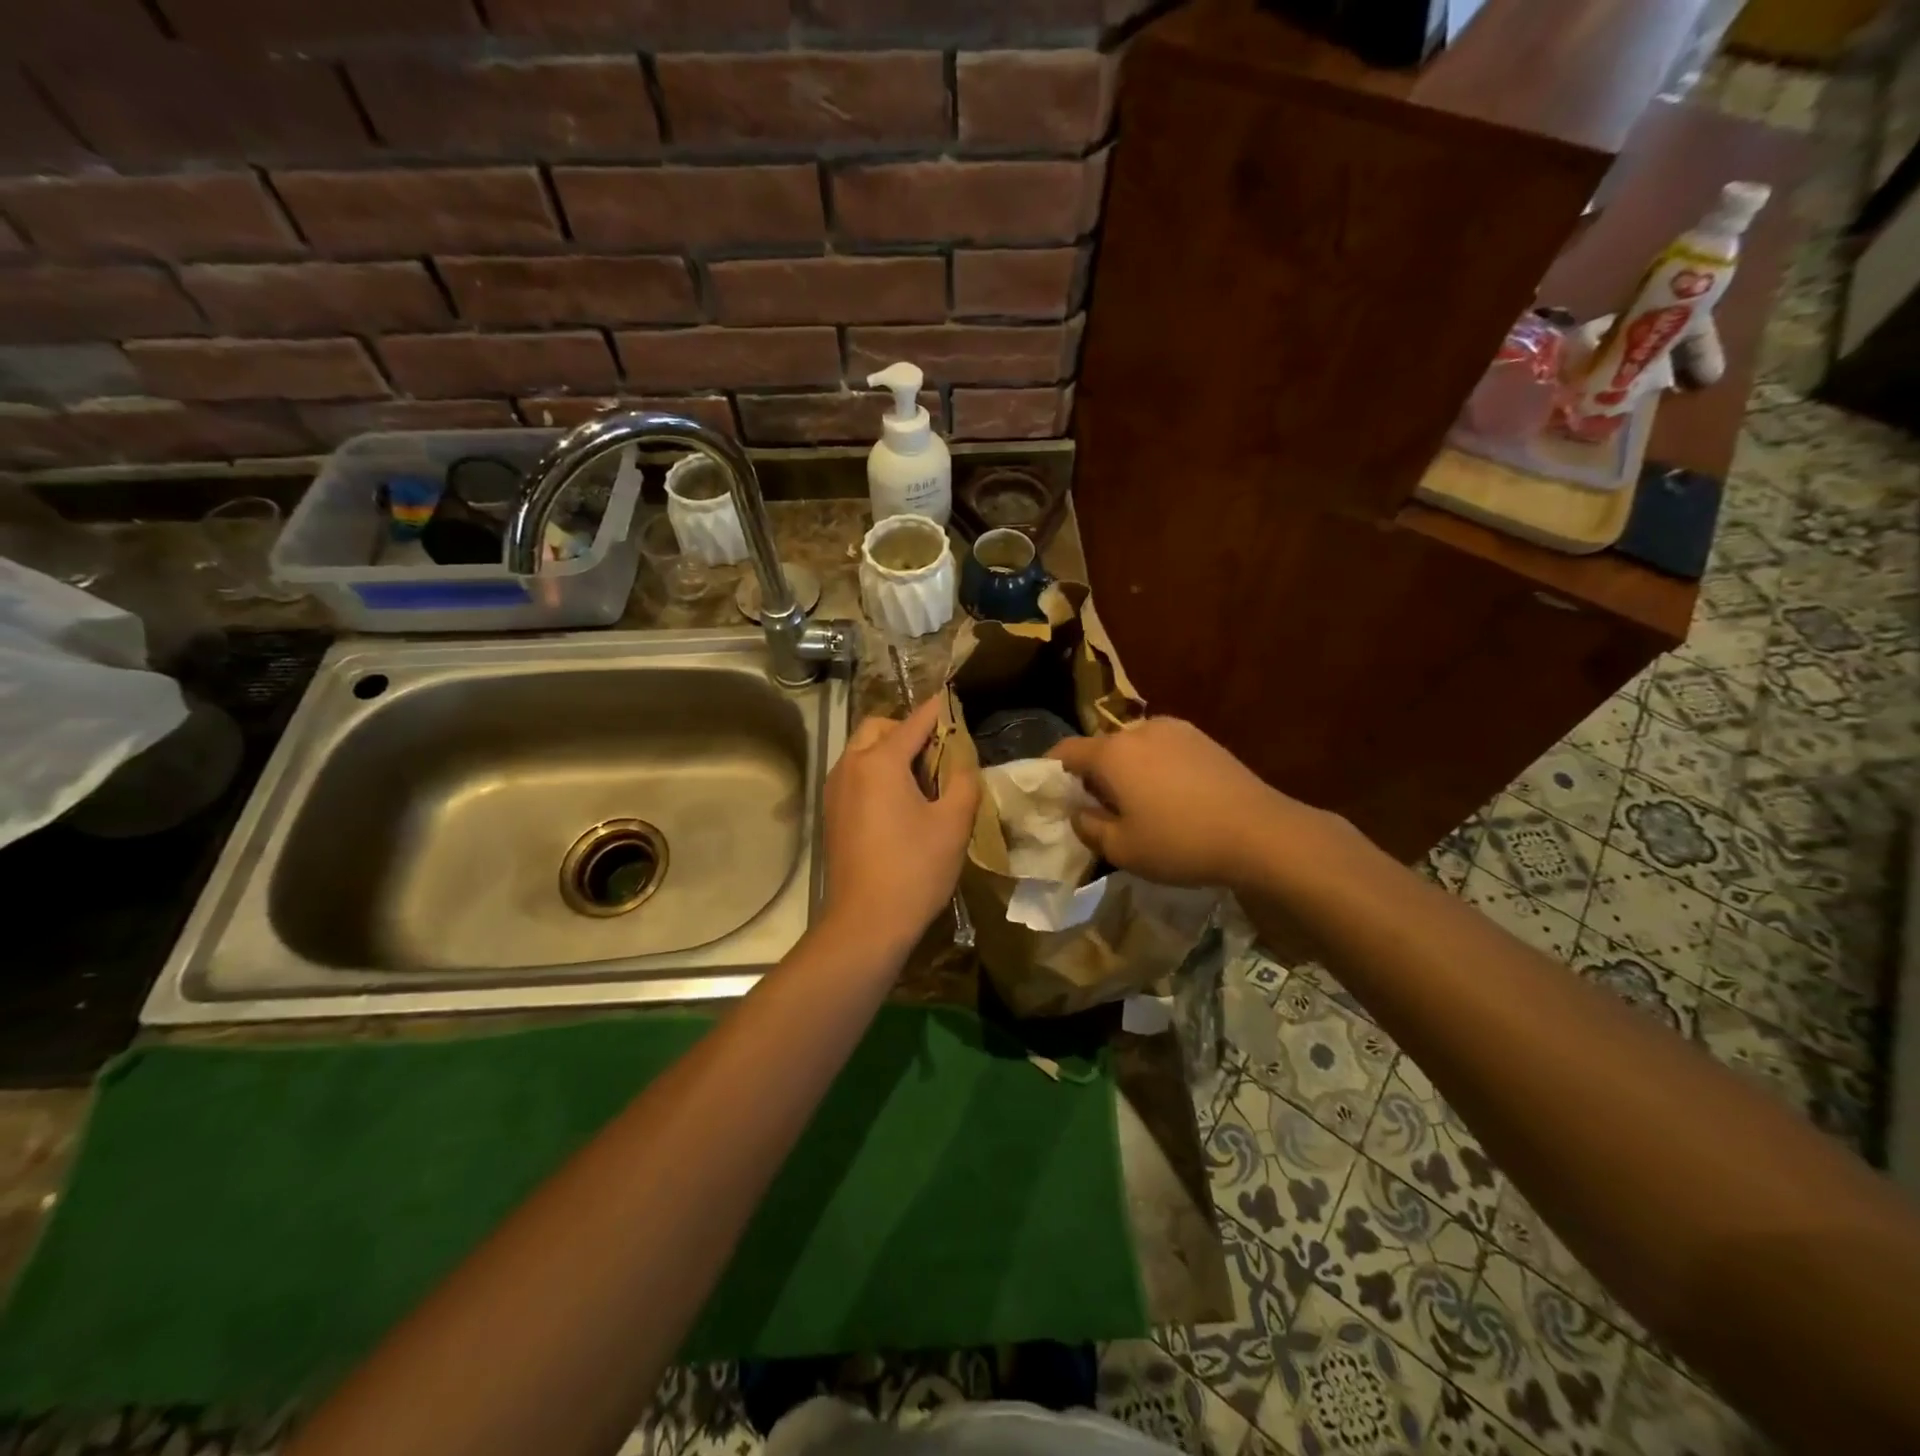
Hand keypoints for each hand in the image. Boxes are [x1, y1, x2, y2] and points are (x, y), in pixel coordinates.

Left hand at [817, 696, 980, 959]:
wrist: (866, 923)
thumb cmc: (915, 870)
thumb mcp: (953, 824)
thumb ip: (963, 781)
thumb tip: (963, 761)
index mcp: (879, 762)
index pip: (915, 722)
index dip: (939, 710)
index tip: (955, 700)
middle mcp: (850, 766)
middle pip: (878, 728)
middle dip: (908, 730)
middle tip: (938, 753)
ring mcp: (835, 790)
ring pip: (862, 751)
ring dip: (890, 751)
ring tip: (922, 779)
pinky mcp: (832, 813)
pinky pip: (855, 775)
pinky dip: (876, 773)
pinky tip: (900, 803)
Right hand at [1047, 717, 1310, 891]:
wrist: (1260, 832)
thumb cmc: (1180, 843)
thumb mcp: (1122, 849)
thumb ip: (1089, 827)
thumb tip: (1079, 812)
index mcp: (1111, 753)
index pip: (1064, 751)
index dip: (1048, 770)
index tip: (1047, 792)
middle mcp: (1138, 730)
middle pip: (1100, 748)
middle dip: (1092, 775)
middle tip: (1097, 809)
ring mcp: (1174, 730)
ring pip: (1133, 748)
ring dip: (1125, 770)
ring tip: (1138, 804)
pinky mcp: (1202, 738)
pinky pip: (1162, 749)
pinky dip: (1154, 768)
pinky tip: (1171, 797)